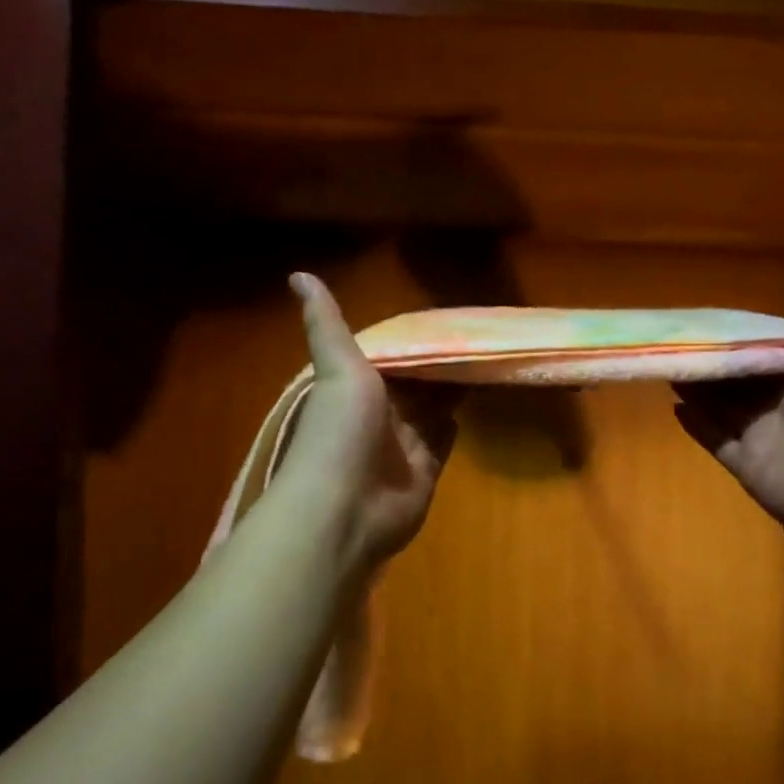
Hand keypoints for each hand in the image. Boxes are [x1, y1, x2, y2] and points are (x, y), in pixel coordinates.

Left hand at [273, 273, 458, 569]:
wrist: (344, 509)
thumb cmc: (340, 432)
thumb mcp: (337, 368)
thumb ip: (326, 324)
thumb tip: (298, 274)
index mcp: (358, 388)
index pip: (392, 356)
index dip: (416, 339)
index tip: (447, 318)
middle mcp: (380, 415)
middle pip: (417, 383)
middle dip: (440, 365)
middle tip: (480, 338)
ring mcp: (403, 446)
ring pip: (433, 411)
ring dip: (452, 391)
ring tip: (485, 363)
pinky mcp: (424, 472)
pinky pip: (442, 444)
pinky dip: (453, 427)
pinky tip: (472, 405)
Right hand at [673, 268, 783, 530]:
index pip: (770, 352)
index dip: (743, 337)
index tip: (713, 318)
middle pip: (740, 380)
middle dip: (714, 362)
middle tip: (680, 340)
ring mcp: (764, 437)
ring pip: (722, 408)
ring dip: (698, 388)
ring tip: (669, 363)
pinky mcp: (748, 464)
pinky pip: (715, 441)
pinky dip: (696, 425)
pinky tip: (673, 405)